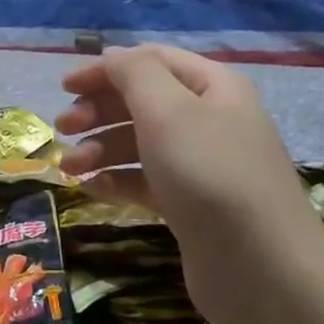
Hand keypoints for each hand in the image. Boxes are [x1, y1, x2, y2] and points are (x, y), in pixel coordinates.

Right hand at [57, 45, 323, 308]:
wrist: (261, 267)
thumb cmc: (209, 174)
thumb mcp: (168, 110)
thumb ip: (134, 73)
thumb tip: (113, 56)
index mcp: (212, 88)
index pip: (151, 61)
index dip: (106, 69)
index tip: (64, 87)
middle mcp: (210, 120)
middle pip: (143, 102)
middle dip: (99, 111)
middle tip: (63, 129)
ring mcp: (202, 166)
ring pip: (140, 144)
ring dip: (101, 149)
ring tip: (70, 169)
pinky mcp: (191, 205)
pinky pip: (146, 181)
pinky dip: (117, 180)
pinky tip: (92, 189)